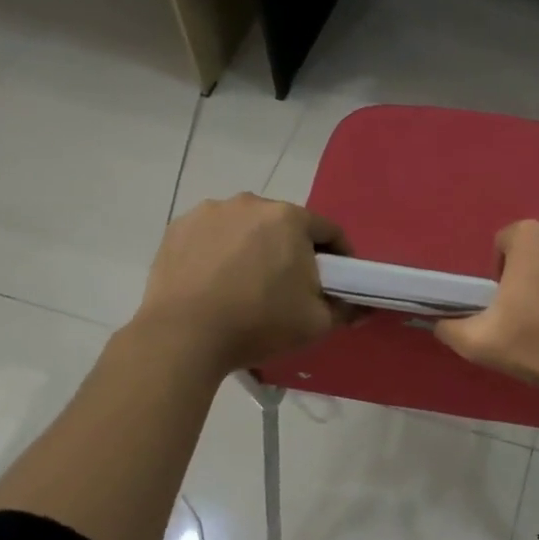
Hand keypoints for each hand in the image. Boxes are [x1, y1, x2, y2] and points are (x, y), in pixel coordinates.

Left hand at [133, 194, 350, 374]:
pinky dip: (219, 251)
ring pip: (246, 227)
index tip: (338, 280)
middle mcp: (251, 203)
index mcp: (290, 218)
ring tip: (248, 283)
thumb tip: (360, 307)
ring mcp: (210, 212)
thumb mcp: (316, 323)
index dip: (339, 256)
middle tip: (292, 285)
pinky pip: (211, 235)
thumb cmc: (259, 323)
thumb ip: (345, 310)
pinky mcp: (178, 228)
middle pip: (285, 225)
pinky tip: (215, 280)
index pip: (328, 231)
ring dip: (254, 247)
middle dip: (293, 249)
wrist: (183, 336)